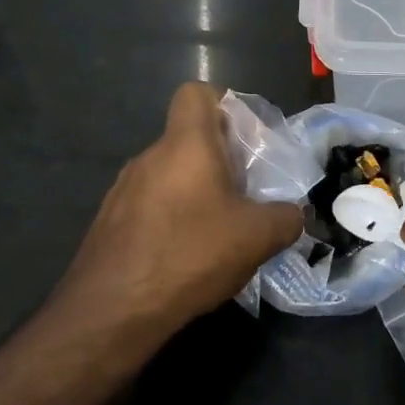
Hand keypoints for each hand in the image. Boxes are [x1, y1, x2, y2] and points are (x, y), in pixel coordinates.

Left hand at [56, 84, 302, 334]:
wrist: (112, 311)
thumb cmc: (190, 254)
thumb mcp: (258, 237)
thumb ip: (286, 217)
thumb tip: (294, 214)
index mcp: (186, 145)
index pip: (196, 93)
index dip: (223, 104)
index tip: (245, 140)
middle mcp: (149, 157)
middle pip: (188, 139)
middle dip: (220, 160)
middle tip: (247, 194)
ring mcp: (123, 190)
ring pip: (169, 175)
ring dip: (196, 192)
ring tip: (220, 231)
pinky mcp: (109, 223)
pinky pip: (150, 206)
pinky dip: (172, 219)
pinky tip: (186, 256)